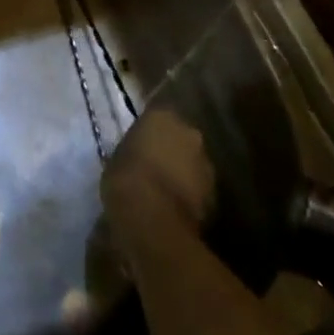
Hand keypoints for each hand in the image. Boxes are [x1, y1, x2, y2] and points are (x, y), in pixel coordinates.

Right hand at [103, 109, 216, 239]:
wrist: (151, 218)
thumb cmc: (125, 178)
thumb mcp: (118, 156)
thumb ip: (134, 149)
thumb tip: (138, 155)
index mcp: (162, 117)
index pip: (156, 117)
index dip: (148, 132)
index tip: (139, 144)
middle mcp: (189, 133)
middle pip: (180, 138)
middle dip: (170, 150)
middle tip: (153, 166)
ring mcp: (206, 164)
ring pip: (193, 164)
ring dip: (182, 173)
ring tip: (162, 191)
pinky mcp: (216, 195)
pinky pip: (199, 189)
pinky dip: (189, 195)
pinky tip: (173, 208)